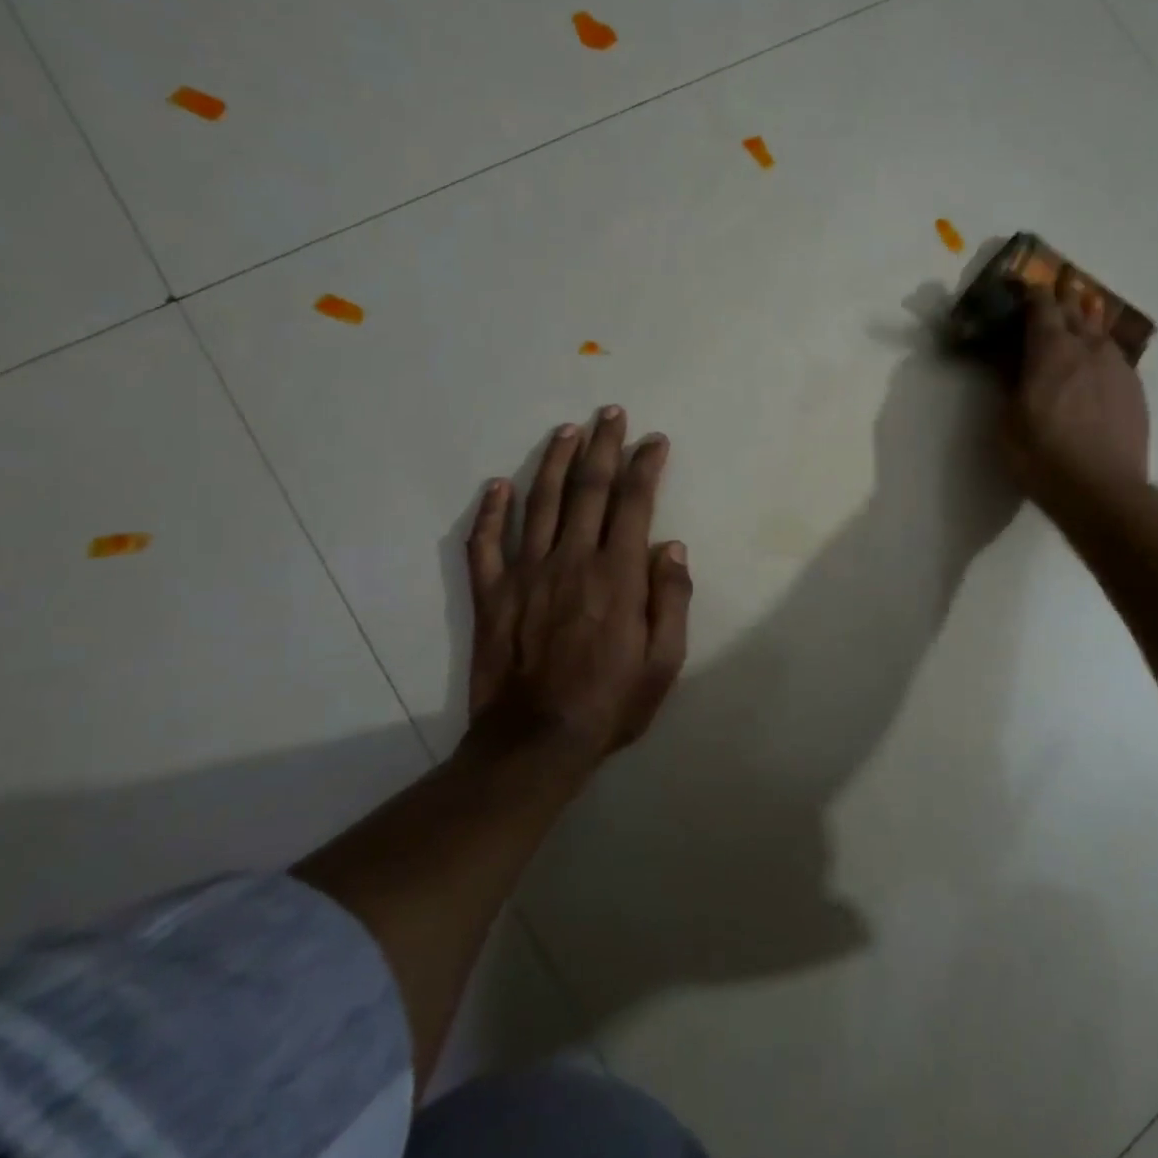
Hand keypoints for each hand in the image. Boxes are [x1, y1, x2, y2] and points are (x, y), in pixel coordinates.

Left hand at [463, 406, 691, 768]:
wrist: (535, 744)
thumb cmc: (610, 703)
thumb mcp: (664, 661)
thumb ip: (672, 599)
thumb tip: (672, 547)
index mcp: (616, 575)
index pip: (634, 503)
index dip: (646, 466)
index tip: (654, 440)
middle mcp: (571, 560)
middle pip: (588, 488)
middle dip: (603, 445)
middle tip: (611, 413)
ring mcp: (526, 573)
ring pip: (540, 502)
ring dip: (554, 461)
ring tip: (566, 431)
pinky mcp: (491, 594)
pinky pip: (485, 543)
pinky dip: (490, 511)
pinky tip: (496, 485)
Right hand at [1005, 287, 1150, 516]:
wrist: (1103, 491)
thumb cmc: (1043, 456)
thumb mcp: (1008, 421)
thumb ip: (1009, 383)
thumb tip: (1009, 360)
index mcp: (1052, 349)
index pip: (1042, 305)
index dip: (1031, 295)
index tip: (1021, 292)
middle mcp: (1089, 347)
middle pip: (1075, 311)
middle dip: (1060, 303)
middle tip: (1048, 305)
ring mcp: (1118, 366)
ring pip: (1099, 332)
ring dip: (1084, 326)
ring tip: (1074, 330)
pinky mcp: (1135, 389)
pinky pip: (1114, 358)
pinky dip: (1099, 355)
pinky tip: (1094, 369)